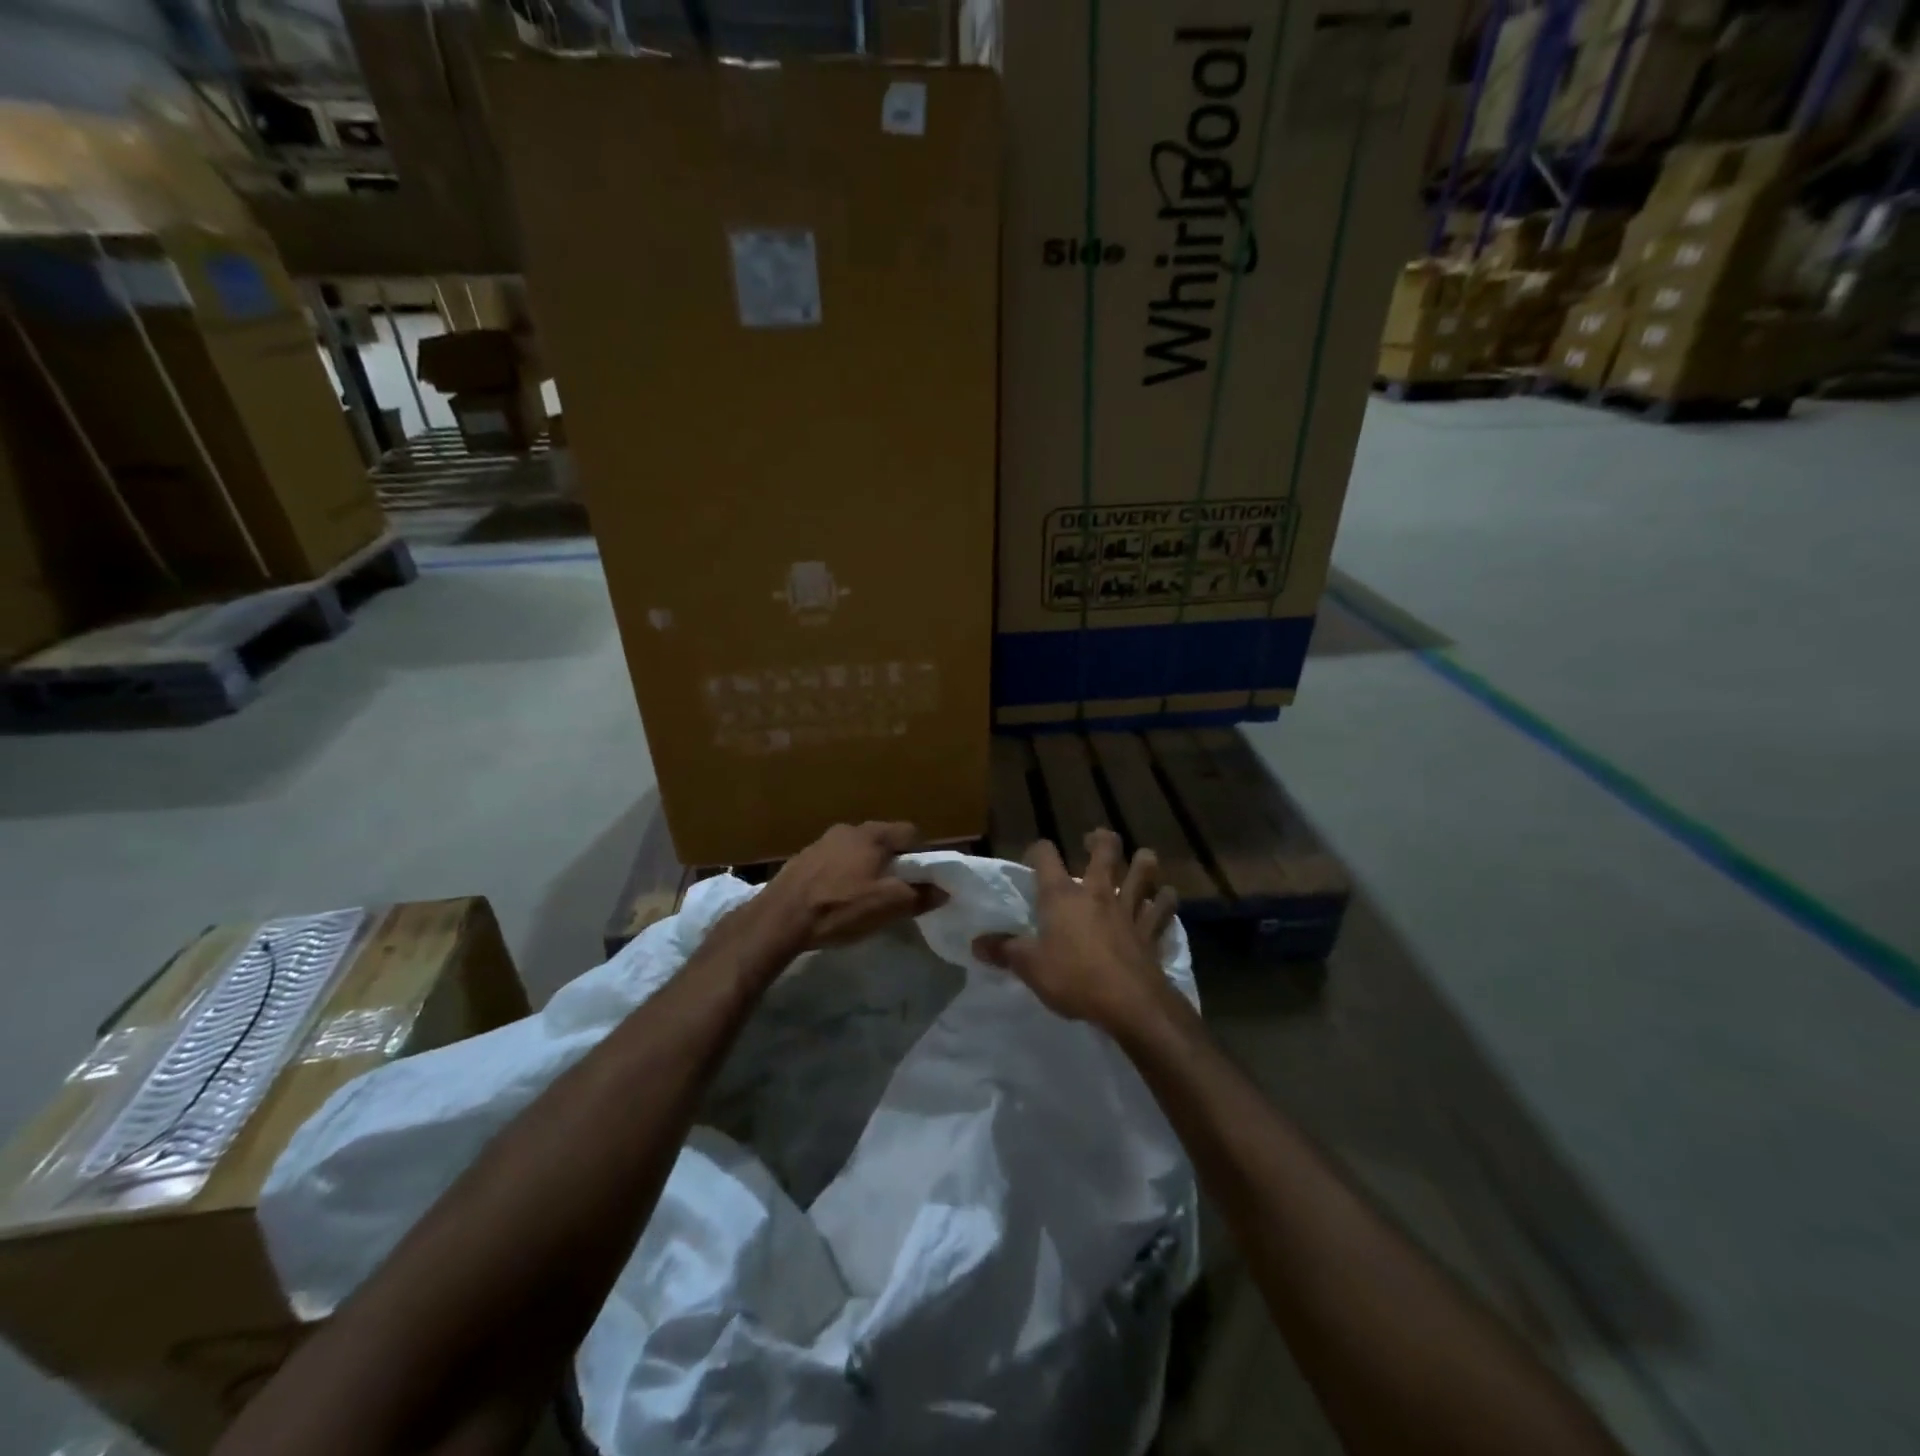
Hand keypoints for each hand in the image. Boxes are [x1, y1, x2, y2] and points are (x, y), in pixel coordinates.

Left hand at [752, 821, 945, 953]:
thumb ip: (919, 896)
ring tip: (866, 894)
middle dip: (893, 860)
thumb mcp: (887, 906)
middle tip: (898, 887)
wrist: (779, 919)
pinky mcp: (802, 859)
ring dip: (866, 866)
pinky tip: (838, 897)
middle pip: (882, 839)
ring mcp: (821, 842)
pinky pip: (834, 861)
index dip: (922, 853)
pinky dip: (842, 874)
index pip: (910, 832)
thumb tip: (943, 890)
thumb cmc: (840, 907)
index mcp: (872, 835)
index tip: (924, 877)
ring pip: (856, 849)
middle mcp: (847, 830)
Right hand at [973, 828, 1178, 1032]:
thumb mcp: (1030, 968)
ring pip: (1143, 872)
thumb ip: (1005, 951)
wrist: (1129, 1003)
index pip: (1046, 856)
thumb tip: (977, 944)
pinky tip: (1165, 898)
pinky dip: (1166, 900)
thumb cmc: (1073, 978)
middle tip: (1094, 841)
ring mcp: (1129, 909)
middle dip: (1100, 839)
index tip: (1035, 857)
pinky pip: (1163, 908)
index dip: (1039, 850)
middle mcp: (1098, 892)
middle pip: (1105, 850)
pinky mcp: (1151, 930)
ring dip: (1143, 862)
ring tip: (1140, 860)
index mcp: (1062, 896)